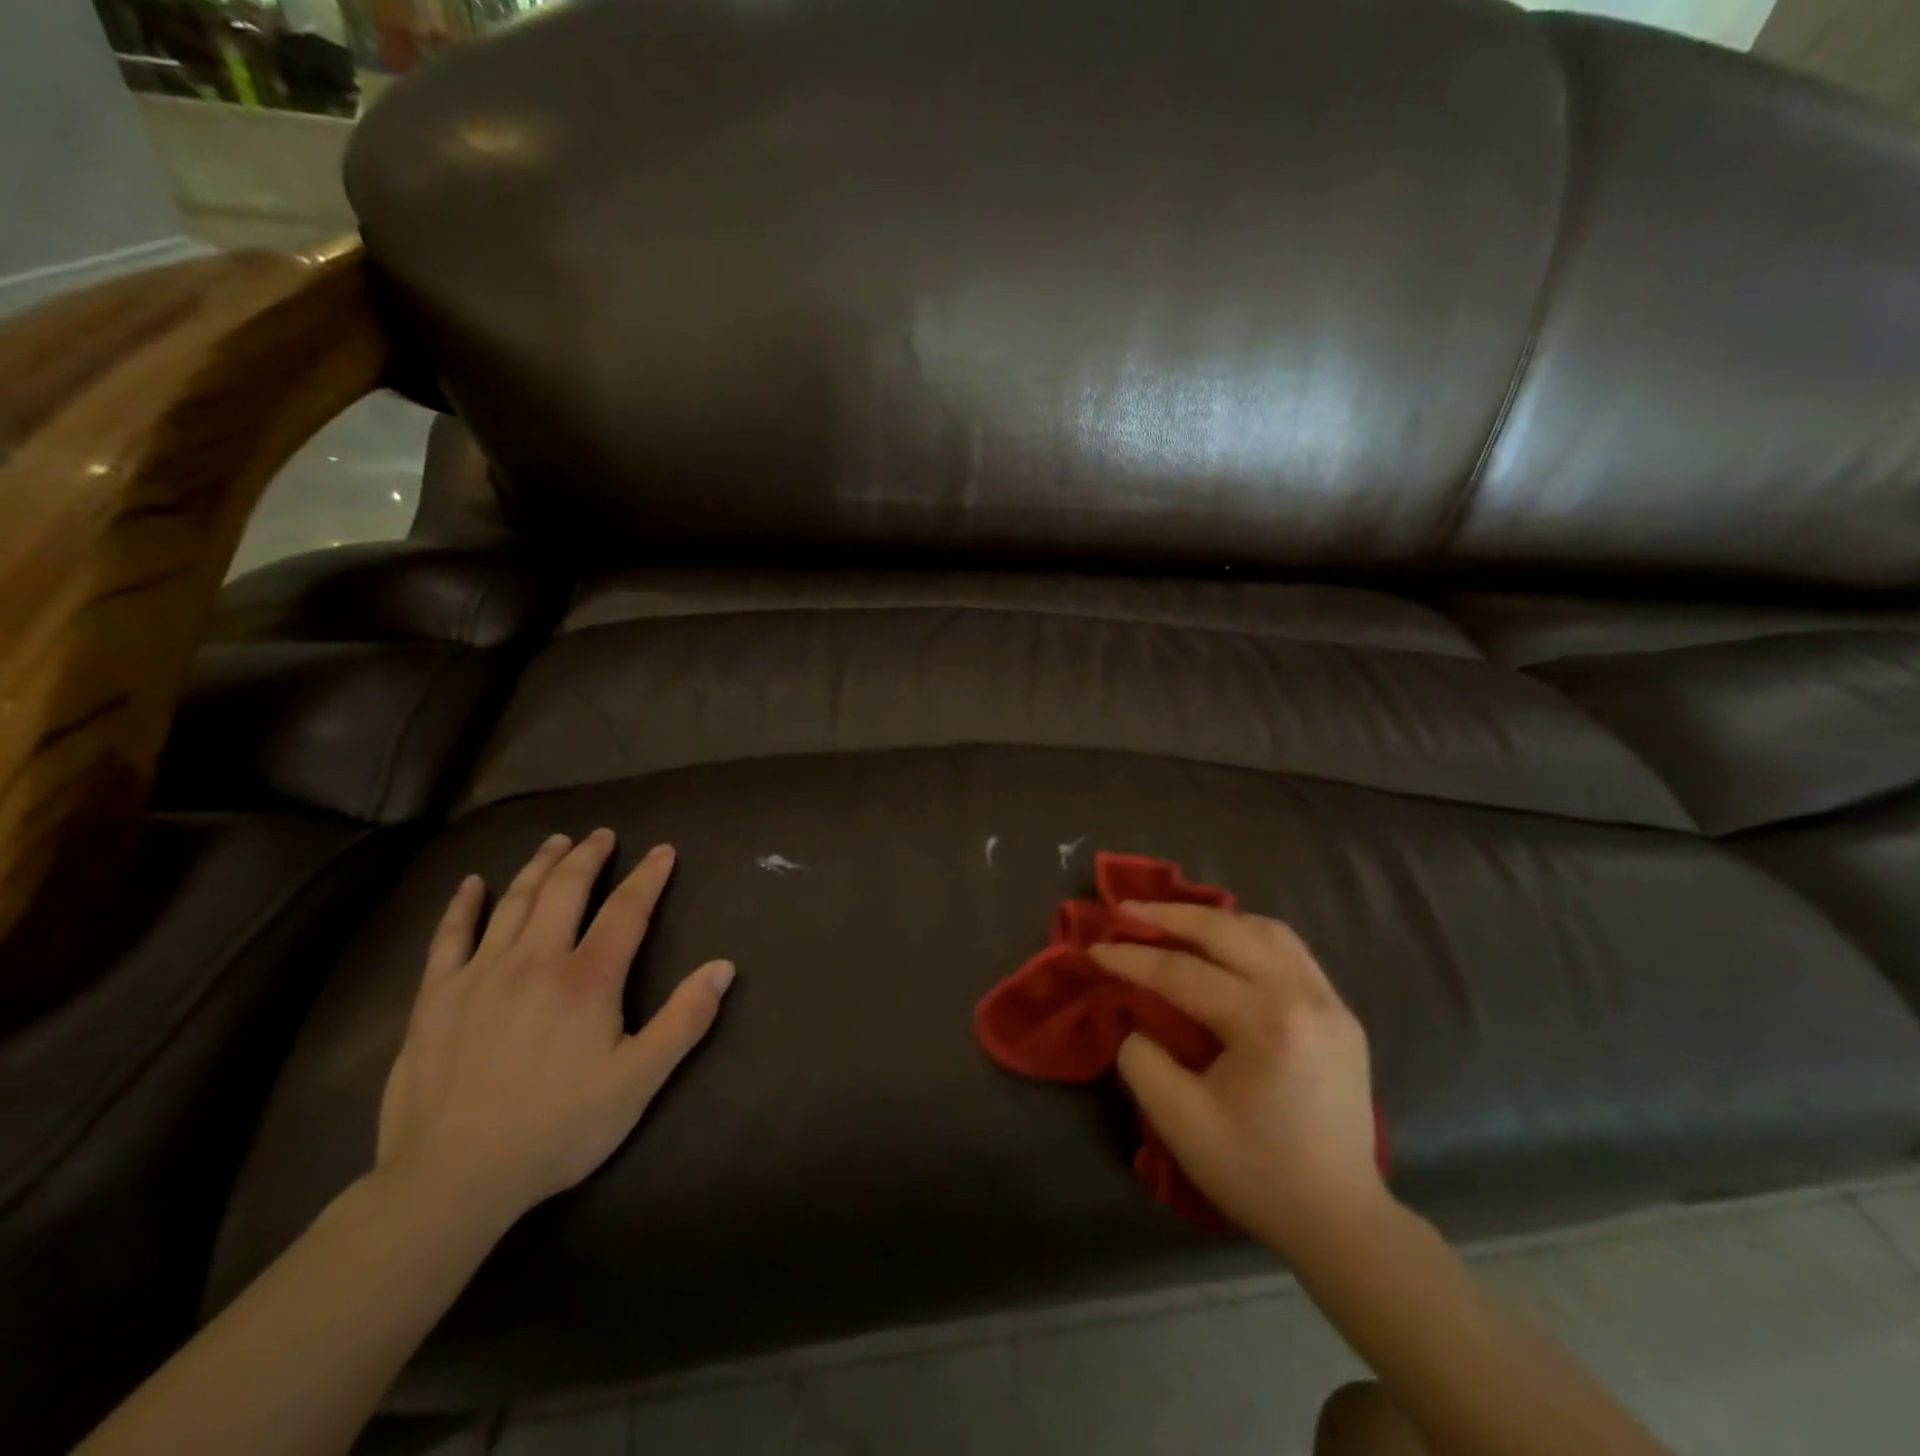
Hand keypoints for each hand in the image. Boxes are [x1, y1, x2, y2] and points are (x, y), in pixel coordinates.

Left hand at [375, 829, 733, 1228]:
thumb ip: (684, 1019)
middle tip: (602, 834)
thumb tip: (724, 967)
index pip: (626, 910)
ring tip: (555, 842)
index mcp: (587, 979)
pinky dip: (463, 905)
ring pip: (513, 902)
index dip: (649, 876)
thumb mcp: (640, 1081)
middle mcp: (534, 960)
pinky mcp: (435, 997)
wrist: (453, 1179)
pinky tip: (472, 883)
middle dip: (588, 857)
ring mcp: (479, 975)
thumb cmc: (558, 1128)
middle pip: (565, 891)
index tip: (663, 851)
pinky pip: (449, 937)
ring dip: (538, 867)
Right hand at [1088, 904, 1384, 1256]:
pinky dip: (1249, 936)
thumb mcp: (1179, 1122)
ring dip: (1213, 920)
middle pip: (1227, 932)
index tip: (1094, 948)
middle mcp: (1305, 997)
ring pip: (1266, 930)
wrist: (1341, 1222)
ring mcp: (1331, 1002)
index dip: (1132, 959)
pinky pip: (1291, 951)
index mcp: (1267, 1024)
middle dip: (1169, 917)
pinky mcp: (1341, 1013)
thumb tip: (1134, 1018)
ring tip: (1172, 920)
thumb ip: (1142, 1059)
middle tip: (1125, 911)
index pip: (1184, 973)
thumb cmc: (1256, 1173)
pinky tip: (1225, 944)